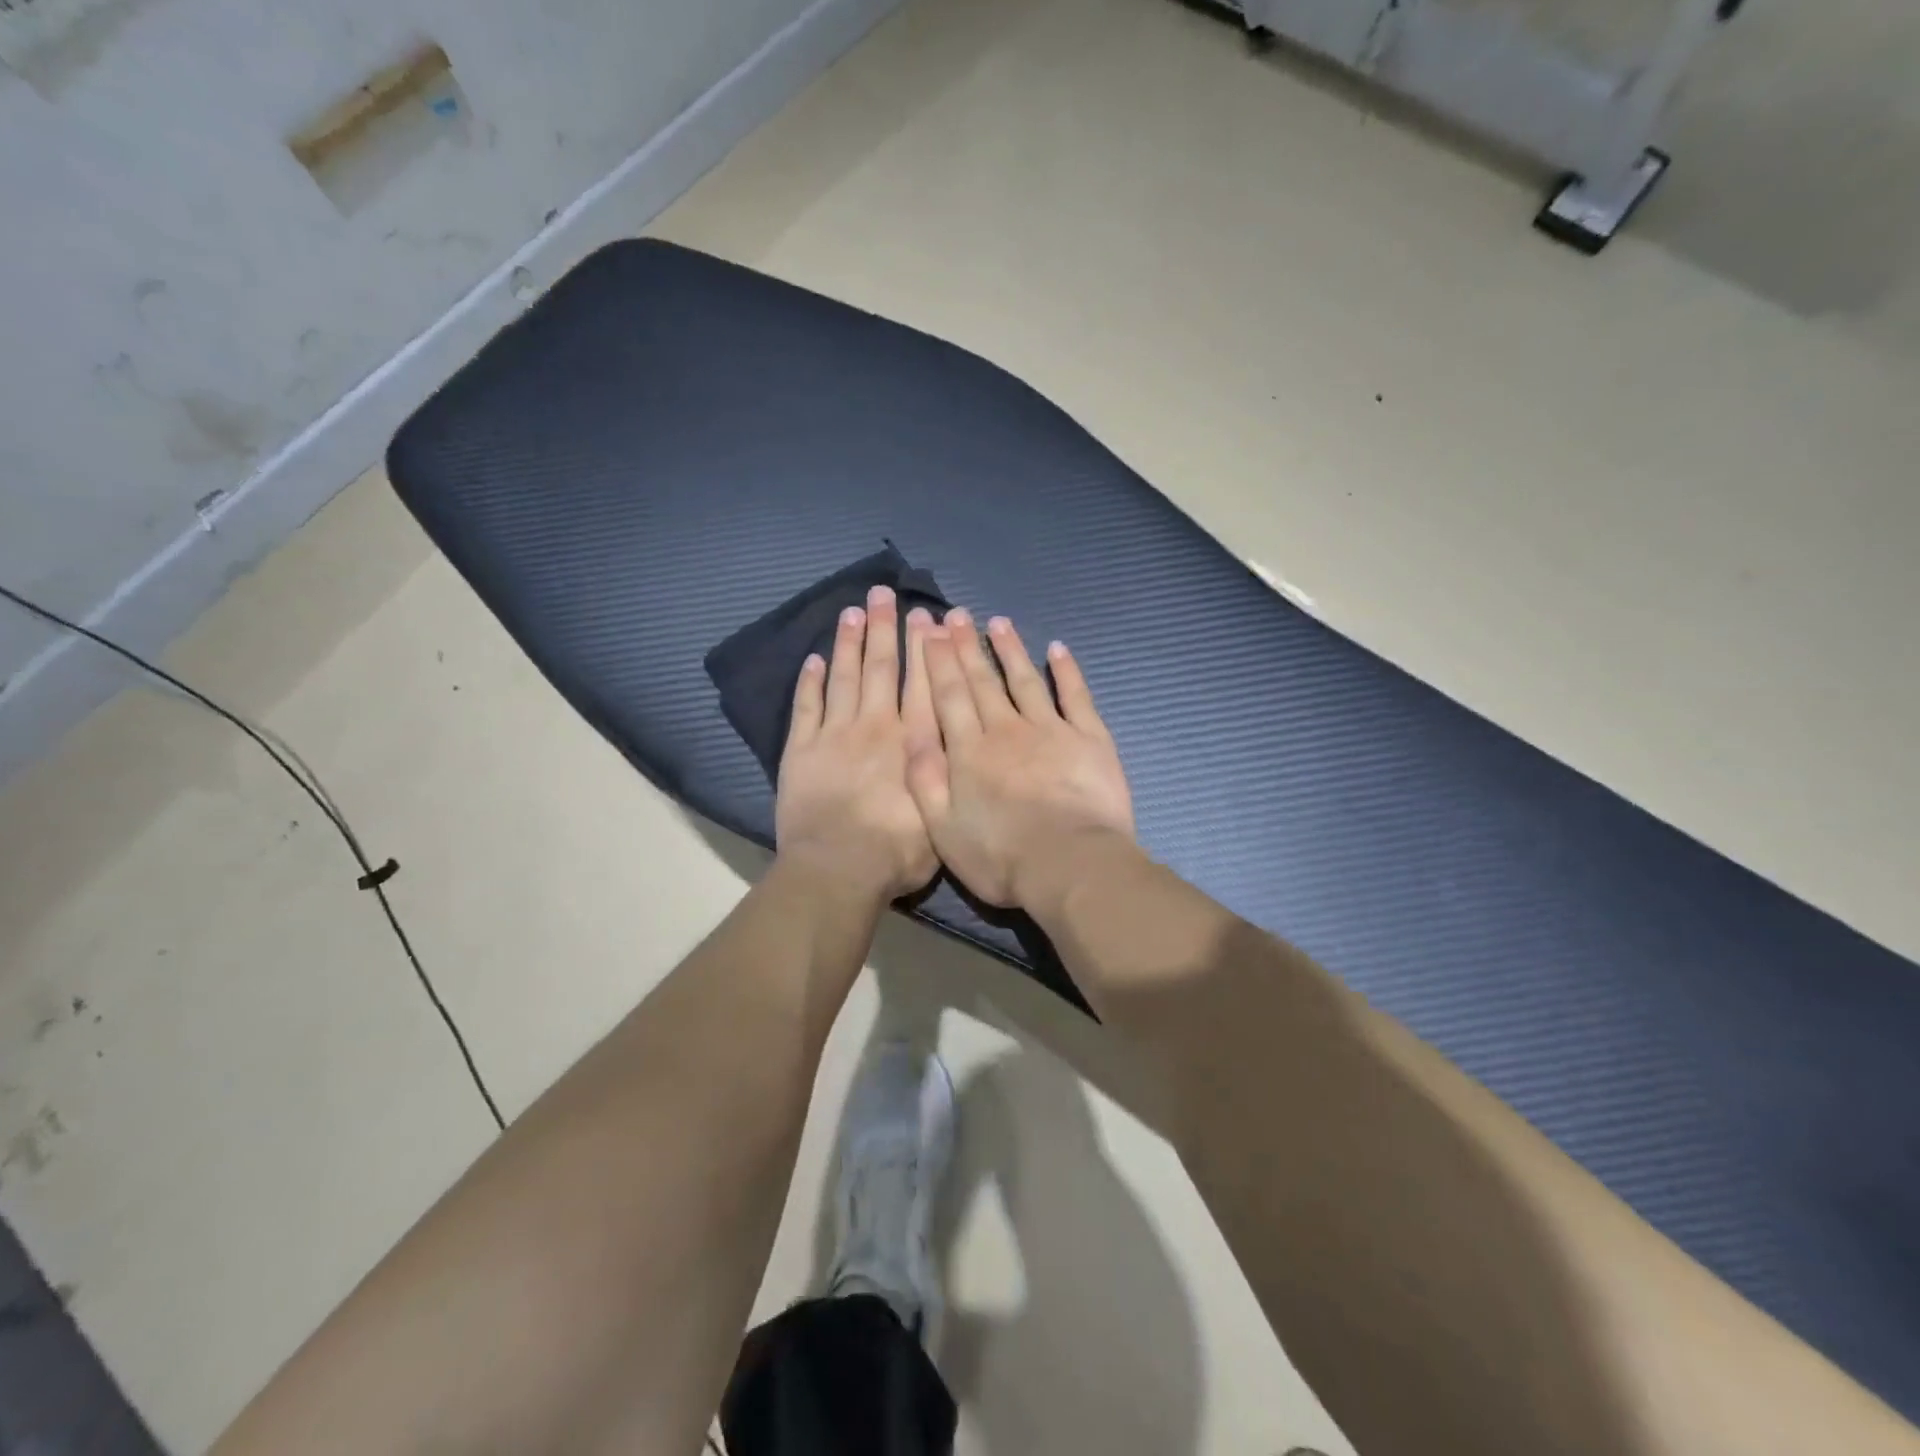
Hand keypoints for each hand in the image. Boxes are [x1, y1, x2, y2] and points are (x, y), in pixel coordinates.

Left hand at [775, 586, 940, 901]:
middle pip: (880, 668)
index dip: (923, 647)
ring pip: (842, 677)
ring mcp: (834, 734)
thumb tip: (954, 736)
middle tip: (884, 594)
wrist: (838, 868)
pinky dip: (808, 681)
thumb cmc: (897, 851)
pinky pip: (805, 706)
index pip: (921, 682)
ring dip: (848, 642)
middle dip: (884, 628)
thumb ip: (946, 769)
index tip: (924, 615)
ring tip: (852, 611)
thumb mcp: (942, 813)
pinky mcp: (801, 750)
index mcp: (912, 740)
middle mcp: (875, 725)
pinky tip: (812, 659)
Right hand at [904, 608, 1133, 909]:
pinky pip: (1076, 696)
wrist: (1070, 865)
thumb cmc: (1001, 856)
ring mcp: (1051, 730)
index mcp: (969, 751)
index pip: (949, 696)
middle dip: (967, 646)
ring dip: (1010, 649)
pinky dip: (1067, 671)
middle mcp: (1006, 730)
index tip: (931, 631)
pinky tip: (1057, 649)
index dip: (939, 662)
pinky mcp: (1089, 739)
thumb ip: (924, 779)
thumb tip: (910, 733)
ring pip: (1025, 680)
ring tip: (998, 622)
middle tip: (957, 614)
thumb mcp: (942, 828)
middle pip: (983, 681)